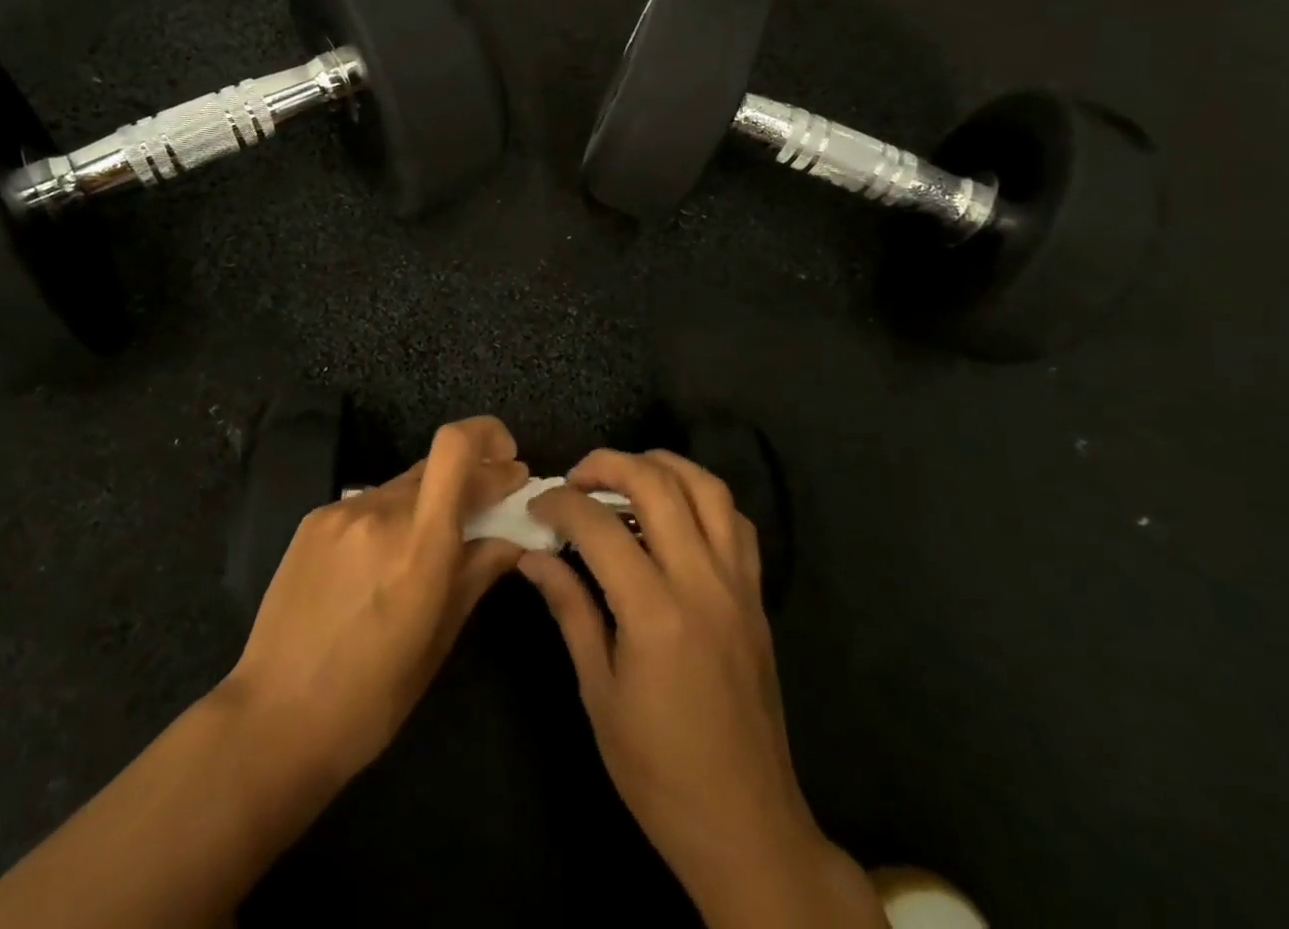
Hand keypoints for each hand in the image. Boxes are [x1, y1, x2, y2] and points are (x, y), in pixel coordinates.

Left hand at [223, 416, 528, 785]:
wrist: (273, 719)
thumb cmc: (371, 697)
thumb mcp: (439, 639)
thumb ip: (478, 572)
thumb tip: (513, 536)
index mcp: (418, 545)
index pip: (455, 448)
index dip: (488, 436)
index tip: (511, 463)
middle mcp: (380, 512)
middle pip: (436, 465)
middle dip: (471, 478)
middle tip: (488, 507)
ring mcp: (341, 512)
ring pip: (403, 485)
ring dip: (429, 501)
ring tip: (430, 545)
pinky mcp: (314, 520)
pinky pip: (369, 504)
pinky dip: (390, 517)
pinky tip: (383, 559)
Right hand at [519, 450, 884, 928]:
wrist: (745, 825)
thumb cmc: (658, 770)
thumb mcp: (599, 692)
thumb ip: (570, 610)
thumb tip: (532, 557)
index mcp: (655, 612)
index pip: (599, 526)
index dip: (560, 505)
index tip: (536, 508)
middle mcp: (701, 582)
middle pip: (657, 485)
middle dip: (607, 464)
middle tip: (575, 478)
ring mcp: (737, 584)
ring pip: (706, 488)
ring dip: (660, 466)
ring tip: (624, 475)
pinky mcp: (756, 596)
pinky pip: (735, 521)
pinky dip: (702, 497)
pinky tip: (674, 511)